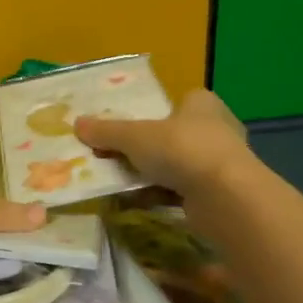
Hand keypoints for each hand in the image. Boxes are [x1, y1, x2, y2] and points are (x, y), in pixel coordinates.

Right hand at [75, 88, 248, 193]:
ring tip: (118, 181)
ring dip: (150, 174)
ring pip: (176, 165)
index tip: (125, 127)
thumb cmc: (182, 150)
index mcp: (201, 104)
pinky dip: (159, 195)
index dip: (151, 112)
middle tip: (114, 156)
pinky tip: (135, 202)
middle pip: (171, 135)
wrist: (225, 198)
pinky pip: (181, 190)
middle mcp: (215, 129)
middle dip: (145, 148)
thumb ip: (107, 131)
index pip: (176, 101)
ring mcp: (219, 163)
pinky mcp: (218, 194)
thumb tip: (77, 123)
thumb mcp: (135, 137)